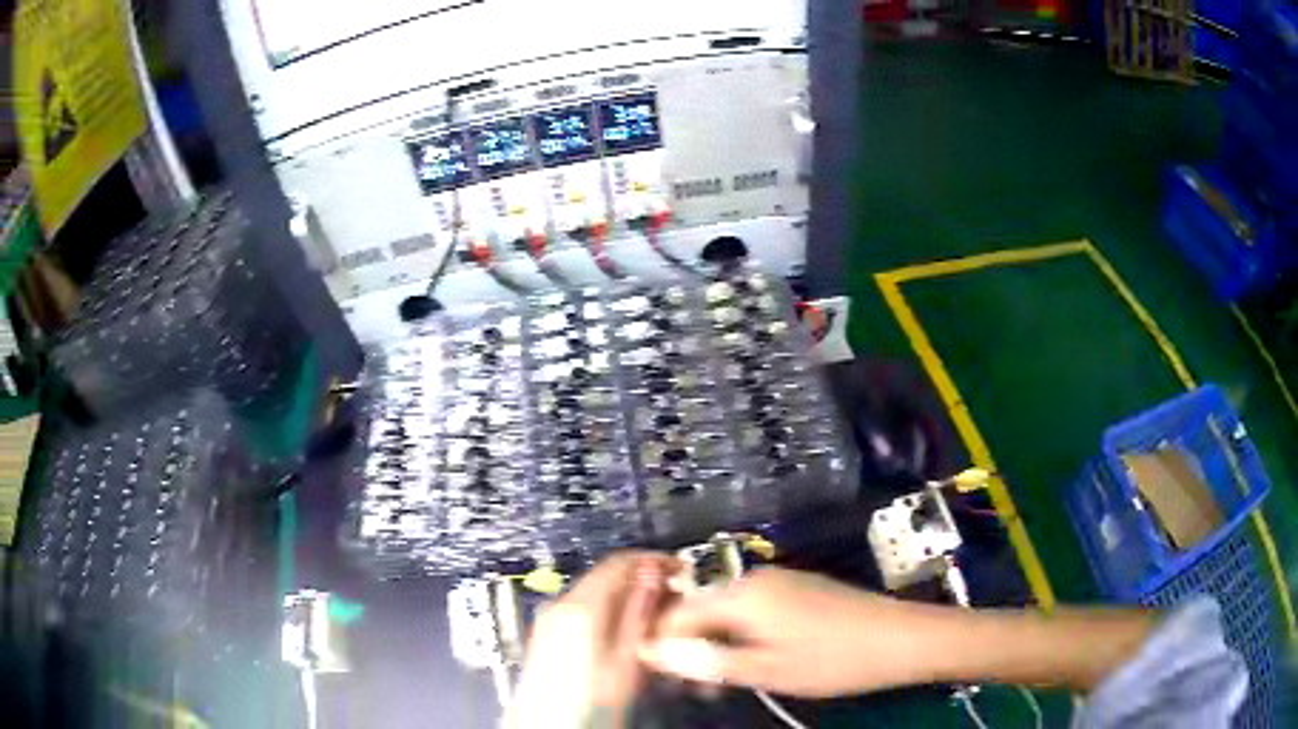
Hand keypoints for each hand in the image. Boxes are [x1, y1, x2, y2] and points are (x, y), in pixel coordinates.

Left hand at [507, 552, 674, 727]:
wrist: (548, 727)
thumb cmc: (590, 701)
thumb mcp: (627, 658)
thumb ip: (640, 611)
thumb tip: (652, 574)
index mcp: (580, 606)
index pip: (620, 562)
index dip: (654, 561)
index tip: (680, 569)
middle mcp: (559, 605)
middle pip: (606, 576)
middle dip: (643, 581)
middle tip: (675, 596)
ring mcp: (549, 620)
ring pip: (595, 593)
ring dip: (627, 598)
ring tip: (656, 617)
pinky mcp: (547, 636)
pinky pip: (583, 610)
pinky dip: (608, 612)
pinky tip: (626, 634)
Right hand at [641, 567, 950, 697]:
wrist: (901, 638)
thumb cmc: (832, 659)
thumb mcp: (766, 669)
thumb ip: (708, 660)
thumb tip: (655, 652)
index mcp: (743, 593)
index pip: (678, 611)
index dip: (662, 642)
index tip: (659, 677)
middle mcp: (756, 578)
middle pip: (702, 608)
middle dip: (690, 646)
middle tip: (692, 689)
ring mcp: (782, 581)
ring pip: (729, 611)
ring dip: (716, 644)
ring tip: (719, 683)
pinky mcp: (801, 590)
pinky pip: (755, 610)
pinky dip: (742, 635)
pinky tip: (751, 661)